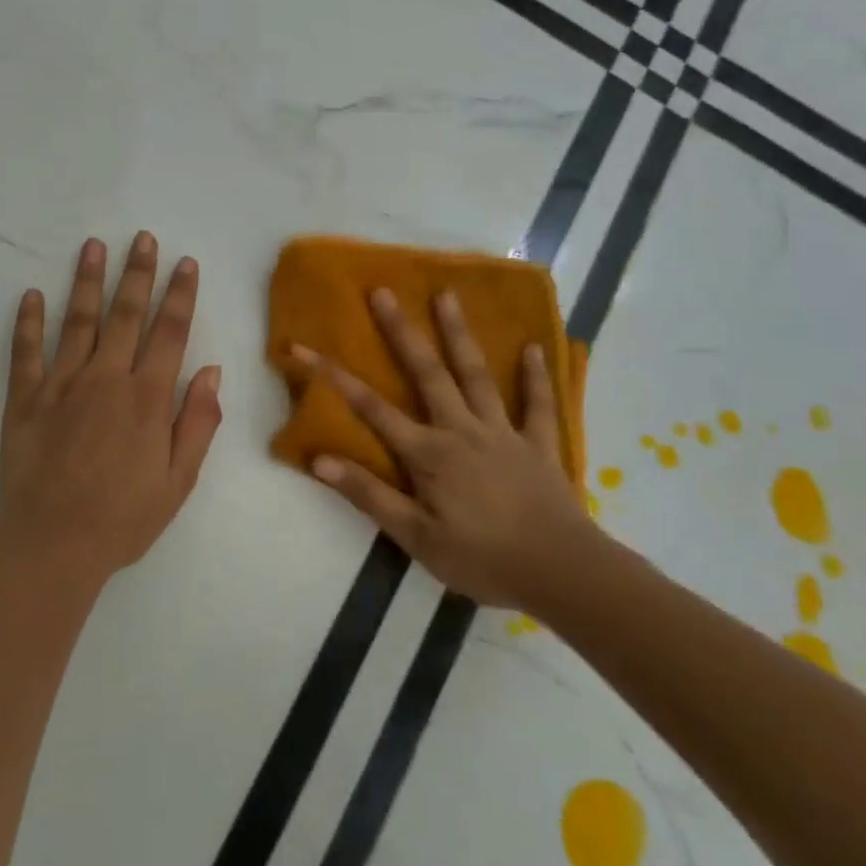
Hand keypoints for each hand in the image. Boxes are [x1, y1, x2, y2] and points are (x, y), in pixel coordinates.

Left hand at [0, 232, 223, 582]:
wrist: (52, 545)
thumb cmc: (123, 518)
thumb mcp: (179, 480)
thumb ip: (198, 422)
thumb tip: (212, 370)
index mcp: (147, 398)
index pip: (170, 332)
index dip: (180, 294)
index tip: (185, 262)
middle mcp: (106, 378)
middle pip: (126, 314)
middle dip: (138, 273)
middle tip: (142, 238)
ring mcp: (61, 384)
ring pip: (77, 321)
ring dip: (87, 281)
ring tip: (93, 246)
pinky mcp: (25, 399)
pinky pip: (26, 352)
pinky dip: (28, 322)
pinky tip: (31, 295)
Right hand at [299, 288, 595, 610]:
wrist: (562, 573)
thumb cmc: (483, 559)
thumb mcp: (416, 538)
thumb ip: (369, 495)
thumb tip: (320, 460)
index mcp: (429, 454)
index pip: (371, 408)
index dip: (334, 377)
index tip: (304, 348)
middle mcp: (462, 430)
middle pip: (427, 373)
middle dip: (401, 332)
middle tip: (383, 292)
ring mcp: (504, 433)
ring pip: (477, 375)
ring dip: (460, 334)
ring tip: (447, 295)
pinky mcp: (539, 446)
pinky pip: (539, 405)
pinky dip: (537, 377)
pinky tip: (535, 348)